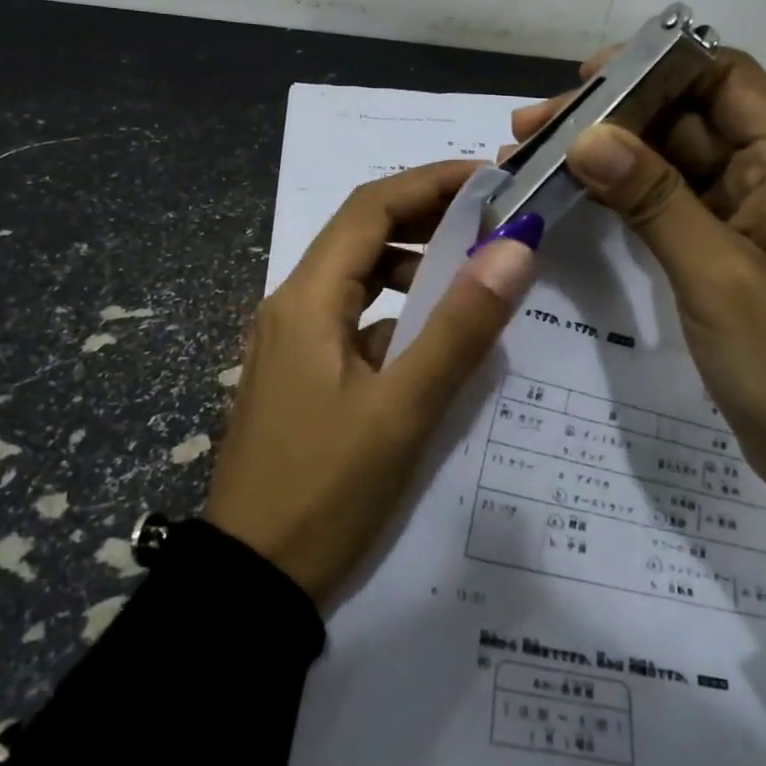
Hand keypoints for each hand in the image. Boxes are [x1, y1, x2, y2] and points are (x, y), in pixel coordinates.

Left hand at [206, 161, 537, 606]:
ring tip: (472, 276)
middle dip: (427, 218)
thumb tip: (514, 247)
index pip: (370, 208)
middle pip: (362, 236)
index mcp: (307, 299)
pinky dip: (397, 314)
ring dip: (413, 267)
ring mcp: (292, 344)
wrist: (250, 584)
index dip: (430, 183)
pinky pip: (354, 323)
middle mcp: (293, 307)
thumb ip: (460, 327)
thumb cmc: (325, 492)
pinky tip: (434, 341)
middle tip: (493, 223)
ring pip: (359, 280)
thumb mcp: (403, 410)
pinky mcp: (301, 378)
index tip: (491, 181)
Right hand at [512, 49, 765, 618]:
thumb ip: (655, 199)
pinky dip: (626, 200)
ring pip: (672, 164)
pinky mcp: (725, 256)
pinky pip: (672, 208)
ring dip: (611, 159)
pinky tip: (575, 200)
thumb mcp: (717, 275)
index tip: (584, 81)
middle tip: (532, 129)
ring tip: (536, 160)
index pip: (723, 78)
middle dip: (613, 116)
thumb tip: (589, 135)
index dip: (656, 66)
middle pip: (687, 118)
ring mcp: (745, 219)